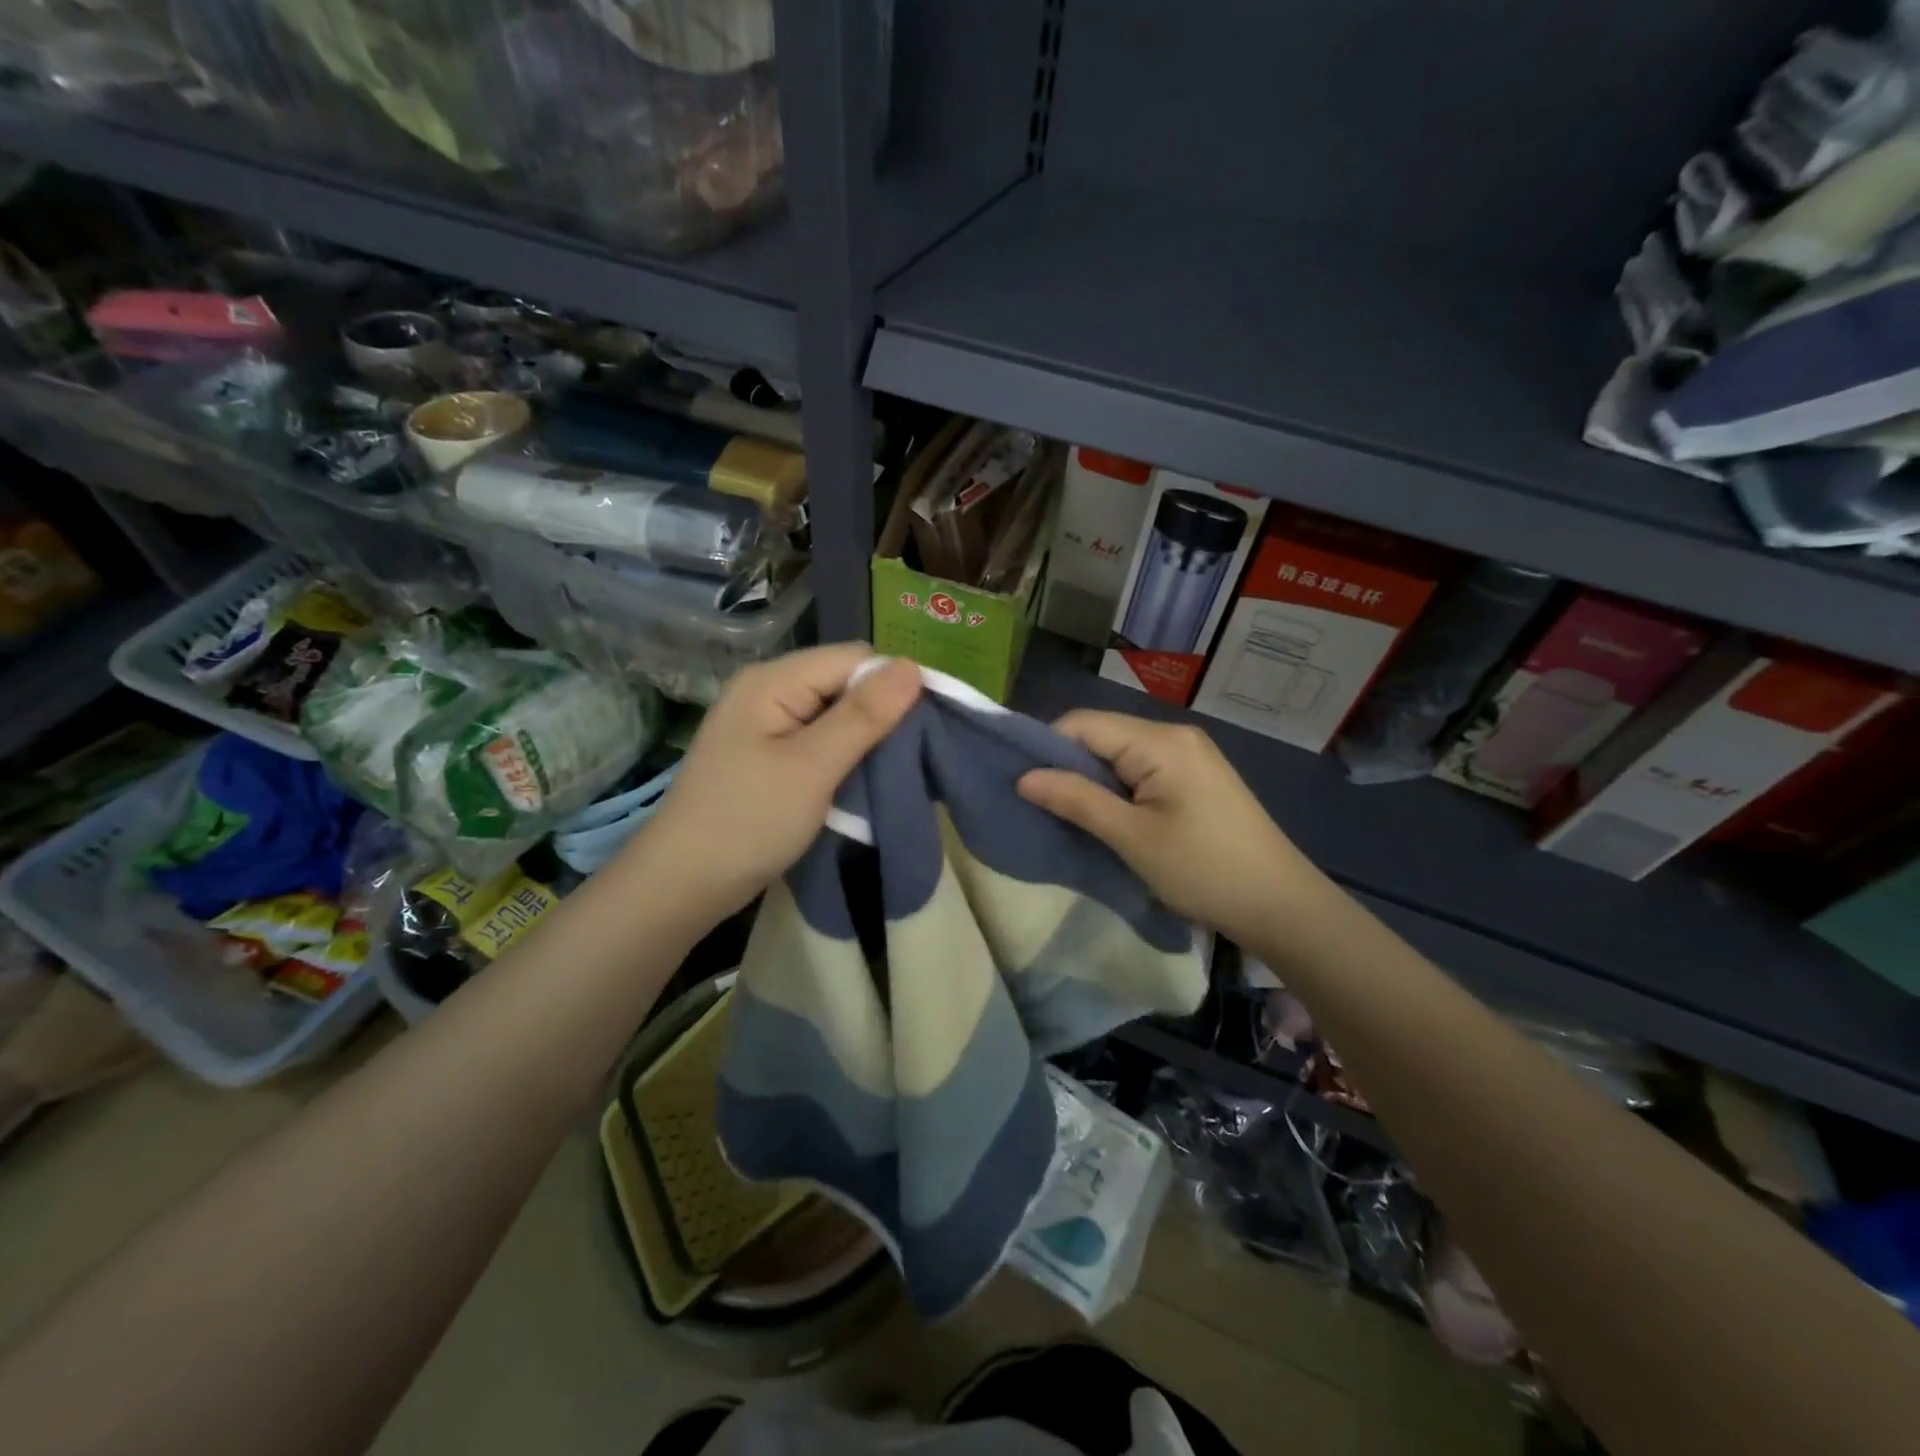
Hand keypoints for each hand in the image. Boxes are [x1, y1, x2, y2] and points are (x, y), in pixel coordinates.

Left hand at [634, 647, 920, 916]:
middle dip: (883, 713)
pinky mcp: (770, 756)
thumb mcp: (812, 766)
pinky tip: (867, 779)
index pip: (854, 659)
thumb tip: (914, 666)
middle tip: (917, 754)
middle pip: (845, 683)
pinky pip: (821, 741)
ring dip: (868, 739)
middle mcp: (769, 691)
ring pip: (836, 715)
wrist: (684, 884)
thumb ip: (864, 715)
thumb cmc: (748, 821)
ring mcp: (767, 725)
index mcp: (774, 680)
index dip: (895, 684)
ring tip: (899, 768)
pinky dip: (847, 757)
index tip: (932, 724)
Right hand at [1017, 710, 1320, 945]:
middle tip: (1039, 805)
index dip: (1046, 749)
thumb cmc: (1204, 870)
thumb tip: (1022, 777)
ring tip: (1068, 814)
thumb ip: (1076, 800)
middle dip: (1067, 766)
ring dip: (1091, 780)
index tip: (1020, 785)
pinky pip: (1141, 769)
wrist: (1281, 905)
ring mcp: (1189, 754)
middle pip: (1101, 735)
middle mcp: (1174, 735)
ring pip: (1119, 754)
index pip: (1082, 724)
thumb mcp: (1132, 838)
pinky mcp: (1196, 777)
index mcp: (1160, 741)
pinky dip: (1116, 788)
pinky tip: (1107, 816)